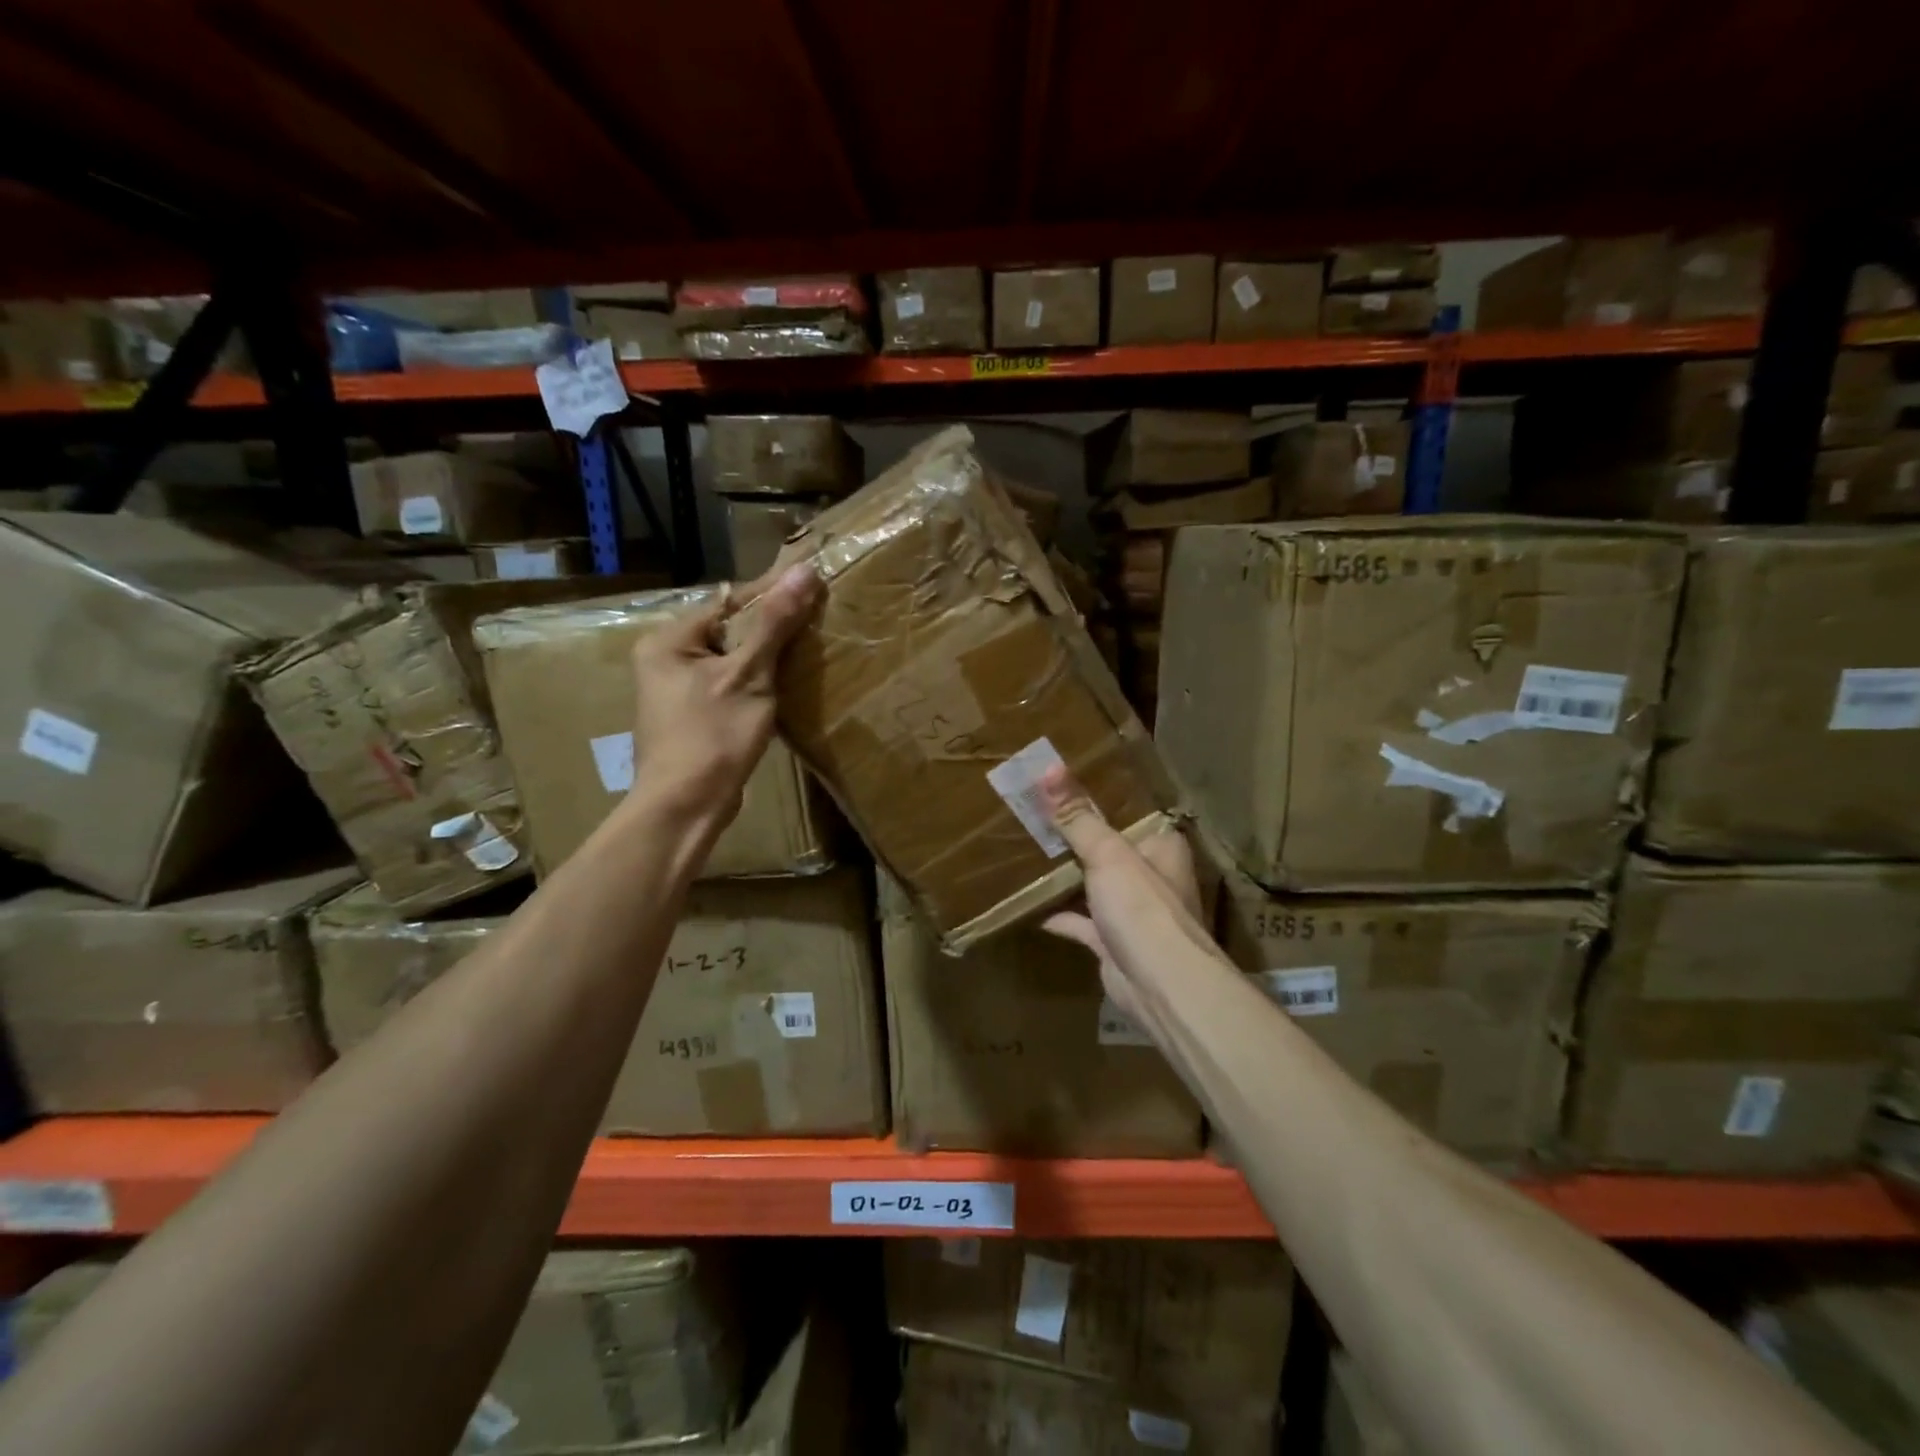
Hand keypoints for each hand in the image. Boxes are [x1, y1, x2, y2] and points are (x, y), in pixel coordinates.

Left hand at [628, 564, 819, 819]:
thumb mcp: (749, 675)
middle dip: (772, 626)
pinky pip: (731, 684)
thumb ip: (774, 623)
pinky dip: (758, 681)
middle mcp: (667, 658)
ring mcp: (678, 689)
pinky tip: (786, 683)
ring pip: (733, 658)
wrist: (686, 806)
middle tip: (818, 618)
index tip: (814, 585)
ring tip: (809, 647)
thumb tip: (804, 571)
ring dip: (768, 655)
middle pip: (730, 629)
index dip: (773, 594)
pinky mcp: (694, 715)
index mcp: (670, 640)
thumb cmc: (713, 736)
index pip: (730, 602)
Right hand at [1037, 765, 1209, 1026]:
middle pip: (1111, 848)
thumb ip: (1077, 815)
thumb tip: (1047, 767)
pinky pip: (1083, 923)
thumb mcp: (1107, 852)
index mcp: (1161, 847)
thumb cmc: (1142, 907)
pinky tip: (1034, 909)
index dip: (1103, 797)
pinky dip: (1062, 917)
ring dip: (1071, 876)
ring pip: (1097, 885)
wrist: (1160, 986)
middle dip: (1079, 836)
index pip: (1133, 812)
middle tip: (1038, 813)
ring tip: (1033, 853)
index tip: (1066, 782)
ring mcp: (1134, 912)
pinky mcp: (1114, 943)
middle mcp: (1152, 876)